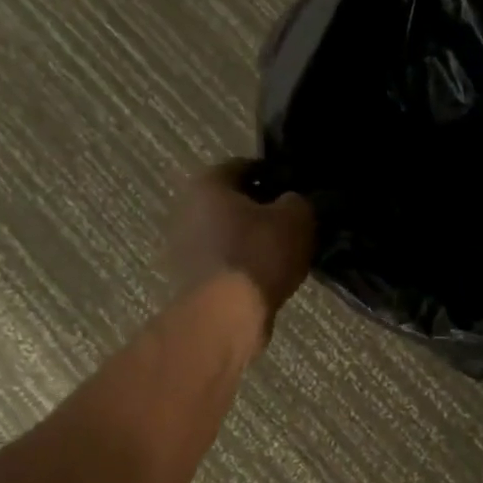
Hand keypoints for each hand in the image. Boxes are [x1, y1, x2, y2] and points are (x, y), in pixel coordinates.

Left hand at [168, 161, 315, 322]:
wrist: (227, 315)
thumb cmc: (259, 255)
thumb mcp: (296, 218)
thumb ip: (298, 201)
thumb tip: (293, 202)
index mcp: (207, 184)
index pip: (245, 167)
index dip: (275, 176)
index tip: (297, 191)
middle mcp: (187, 210)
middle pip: (233, 203)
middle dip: (261, 211)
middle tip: (292, 223)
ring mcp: (184, 248)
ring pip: (228, 235)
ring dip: (252, 241)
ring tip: (284, 254)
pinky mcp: (191, 280)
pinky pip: (226, 263)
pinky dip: (245, 266)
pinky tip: (268, 277)